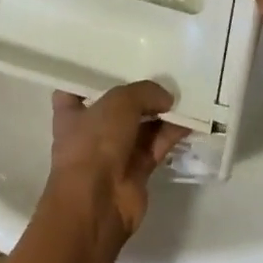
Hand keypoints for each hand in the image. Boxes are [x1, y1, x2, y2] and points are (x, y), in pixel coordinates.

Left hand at [47, 81, 185, 244]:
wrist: (97, 204)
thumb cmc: (95, 143)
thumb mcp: (119, 102)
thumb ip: (145, 93)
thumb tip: (167, 99)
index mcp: (71, 111)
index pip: (77, 86)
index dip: (92, 74)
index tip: (113, 59)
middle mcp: (91, 130)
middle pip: (117, 104)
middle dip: (138, 91)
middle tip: (162, 69)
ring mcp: (114, 151)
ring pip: (141, 125)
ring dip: (160, 111)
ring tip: (183, 90)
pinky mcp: (136, 170)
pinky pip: (157, 144)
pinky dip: (171, 133)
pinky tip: (190, 117)